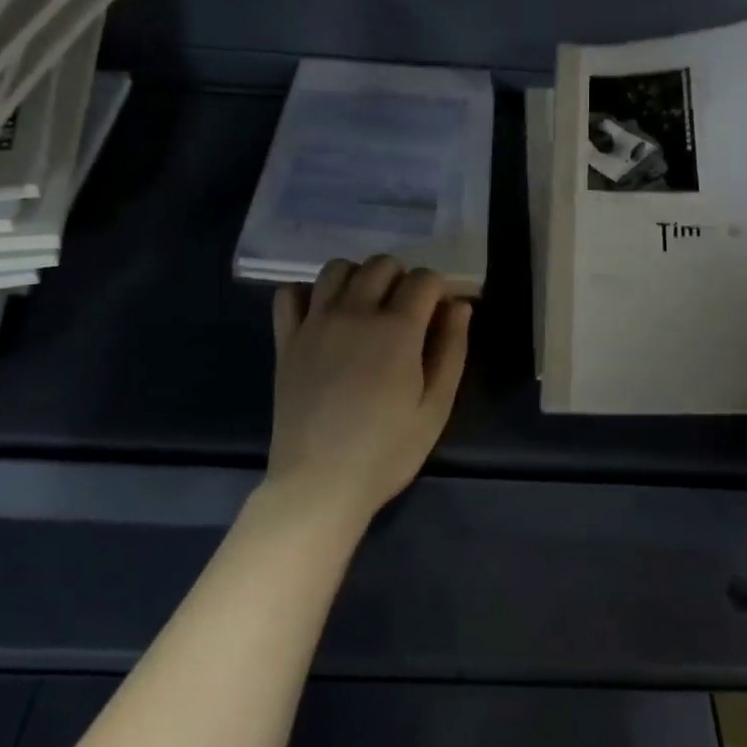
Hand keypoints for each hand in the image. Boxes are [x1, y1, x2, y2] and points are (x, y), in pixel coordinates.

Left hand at [266, 255, 471, 530]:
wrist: (319, 483)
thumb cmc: (386, 451)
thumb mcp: (436, 407)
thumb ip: (451, 350)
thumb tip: (459, 305)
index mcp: (397, 329)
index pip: (423, 278)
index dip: (437, 289)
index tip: (437, 312)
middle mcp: (354, 312)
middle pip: (381, 264)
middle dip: (401, 276)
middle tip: (405, 311)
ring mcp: (315, 323)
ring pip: (337, 268)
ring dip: (358, 276)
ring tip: (365, 307)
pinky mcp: (286, 340)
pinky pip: (290, 294)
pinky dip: (308, 293)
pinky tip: (322, 315)